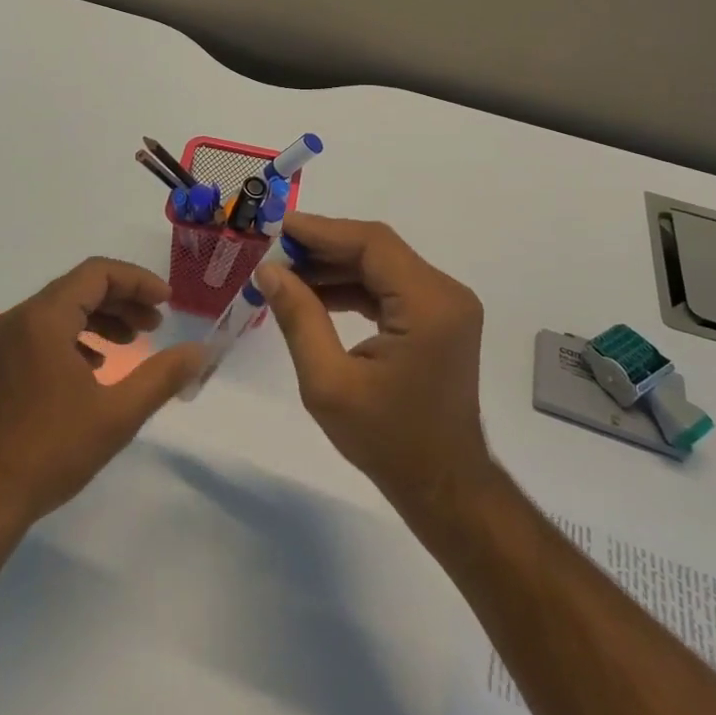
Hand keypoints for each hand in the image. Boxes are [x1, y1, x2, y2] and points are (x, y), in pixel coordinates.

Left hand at [0, 258, 204, 539]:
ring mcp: (5, 343)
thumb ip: (163, 376)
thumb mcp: (117, 414)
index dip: (138, 281)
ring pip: (62, 309)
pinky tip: (96, 366)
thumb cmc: (50, 451)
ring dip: (102, 317)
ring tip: (133, 342)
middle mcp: (20, 319)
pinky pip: (45, 331)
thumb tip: (201, 351)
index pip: (97, 273)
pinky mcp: (0, 366)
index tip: (167, 302)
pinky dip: (78, 336)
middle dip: (123, 300)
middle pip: (80, 287)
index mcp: (44, 319)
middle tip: (156, 324)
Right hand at [256, 214, 491, 522]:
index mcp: (428, 305)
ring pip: (382, 265)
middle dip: (323, 247)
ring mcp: (446, 304)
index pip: (371, 243)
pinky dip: (353, 286)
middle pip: (377, 249)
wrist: (444, 487)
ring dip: (335, 266)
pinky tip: (315, 293)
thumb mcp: (329, 384)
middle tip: (274, 251)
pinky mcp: (439, 318)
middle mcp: (445, 293)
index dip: (322, 230)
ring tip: (286, 272)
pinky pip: (390, 287)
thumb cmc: (388, 441)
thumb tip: (268, 270)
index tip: (277, 227)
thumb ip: (299, 319)